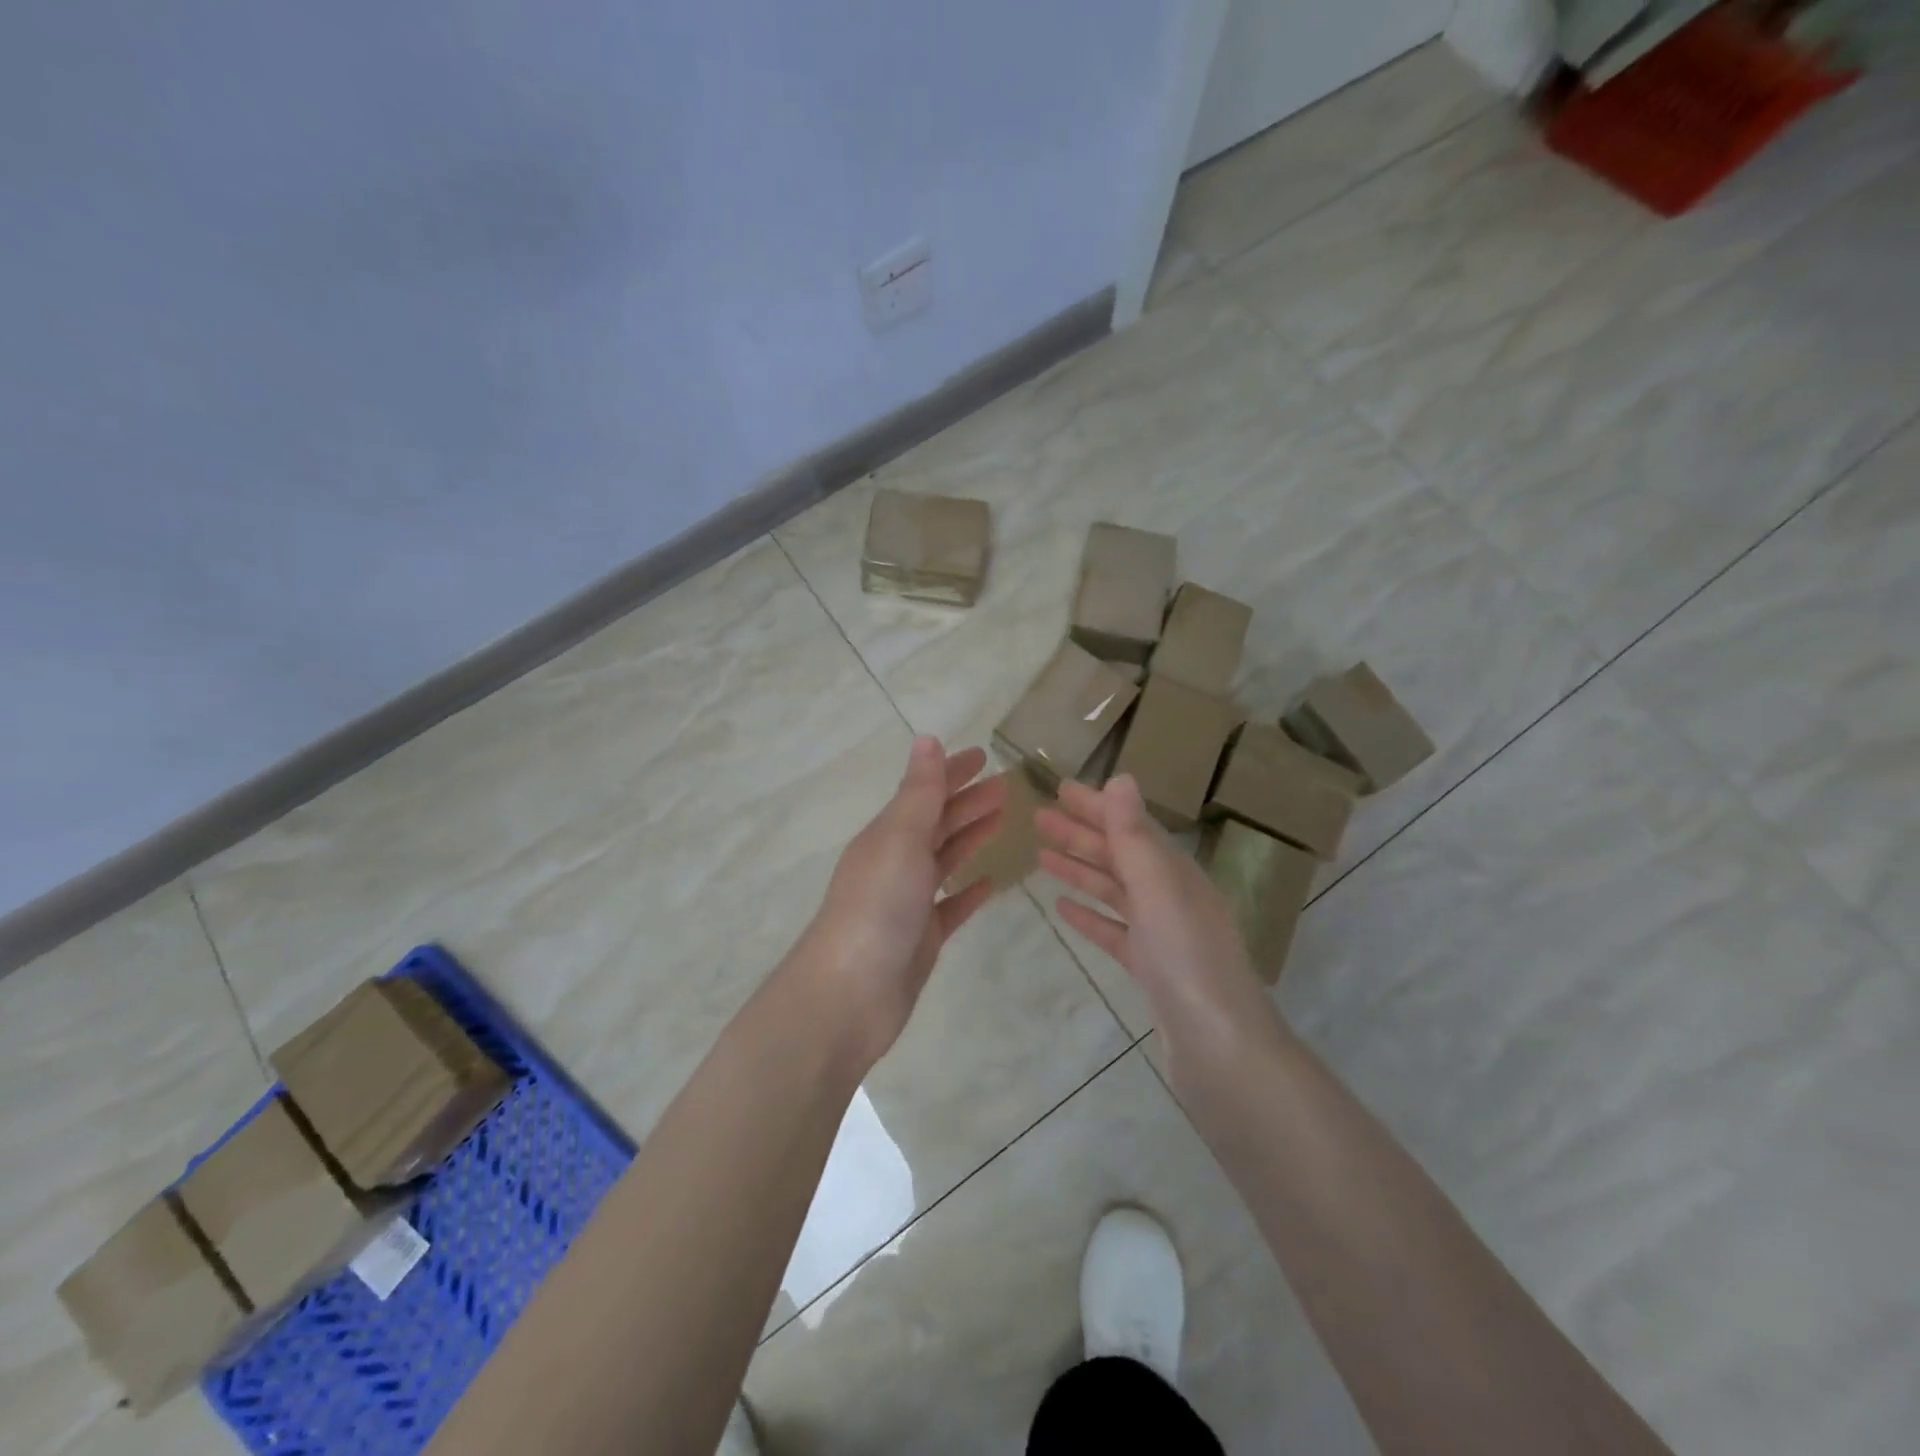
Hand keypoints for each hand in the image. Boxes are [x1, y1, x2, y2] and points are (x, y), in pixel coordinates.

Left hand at [792, 737, 1005, 1069]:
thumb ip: (919, 792)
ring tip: (1003, 819)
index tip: (985, 756)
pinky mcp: (922, 937)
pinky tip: (991, 881)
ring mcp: (909, 901)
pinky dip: (969, 889)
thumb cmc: (877, 907)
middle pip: (937, 822)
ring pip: (945, 858)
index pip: (925, 792)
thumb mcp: (900, 839)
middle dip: (969, 801)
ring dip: (971, 836)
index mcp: (887, 834)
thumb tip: (927, 738)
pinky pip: (951, 904)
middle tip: (1007, 786)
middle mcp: (896, 862)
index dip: (953, 772)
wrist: (850, 994)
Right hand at [1036, 775, 1277, 1065]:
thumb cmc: (1187, 958)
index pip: (1130, 826)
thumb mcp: (1158, 888)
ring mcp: (1162, 934)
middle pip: (1120, 856)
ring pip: (1114, 891)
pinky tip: (1063, 909)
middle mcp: (1171, 896)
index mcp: (1176, 872)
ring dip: (1080, 870)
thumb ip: (1135, 836)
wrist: (1219, 1047)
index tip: (1059, 789)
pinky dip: (1090, 915)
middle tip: (1038, 819)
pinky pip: (1114, 930)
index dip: (1095, 806)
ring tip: (1042, 857)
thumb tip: (1122, 778)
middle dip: (1080, 835)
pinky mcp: (1151, 968)